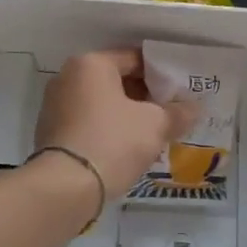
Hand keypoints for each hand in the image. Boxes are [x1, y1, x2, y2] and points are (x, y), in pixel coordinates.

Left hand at [34, 48, 199, 195]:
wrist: (65, 188)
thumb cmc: (113, 142)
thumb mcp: (155, 125)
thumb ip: (177, 113)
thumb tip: (195, 108)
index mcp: (91, 64)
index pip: (135, 58)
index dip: (162, 74)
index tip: (180, 92)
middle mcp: (68, 77)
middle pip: (117, 80)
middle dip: (145, 97)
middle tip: (170, 114)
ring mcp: (55, 105)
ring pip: (102, 104)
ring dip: (127, 115)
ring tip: (153, 134)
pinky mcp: (50, 132)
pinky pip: (88, 122)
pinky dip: (108, 130)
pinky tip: (127, 149)